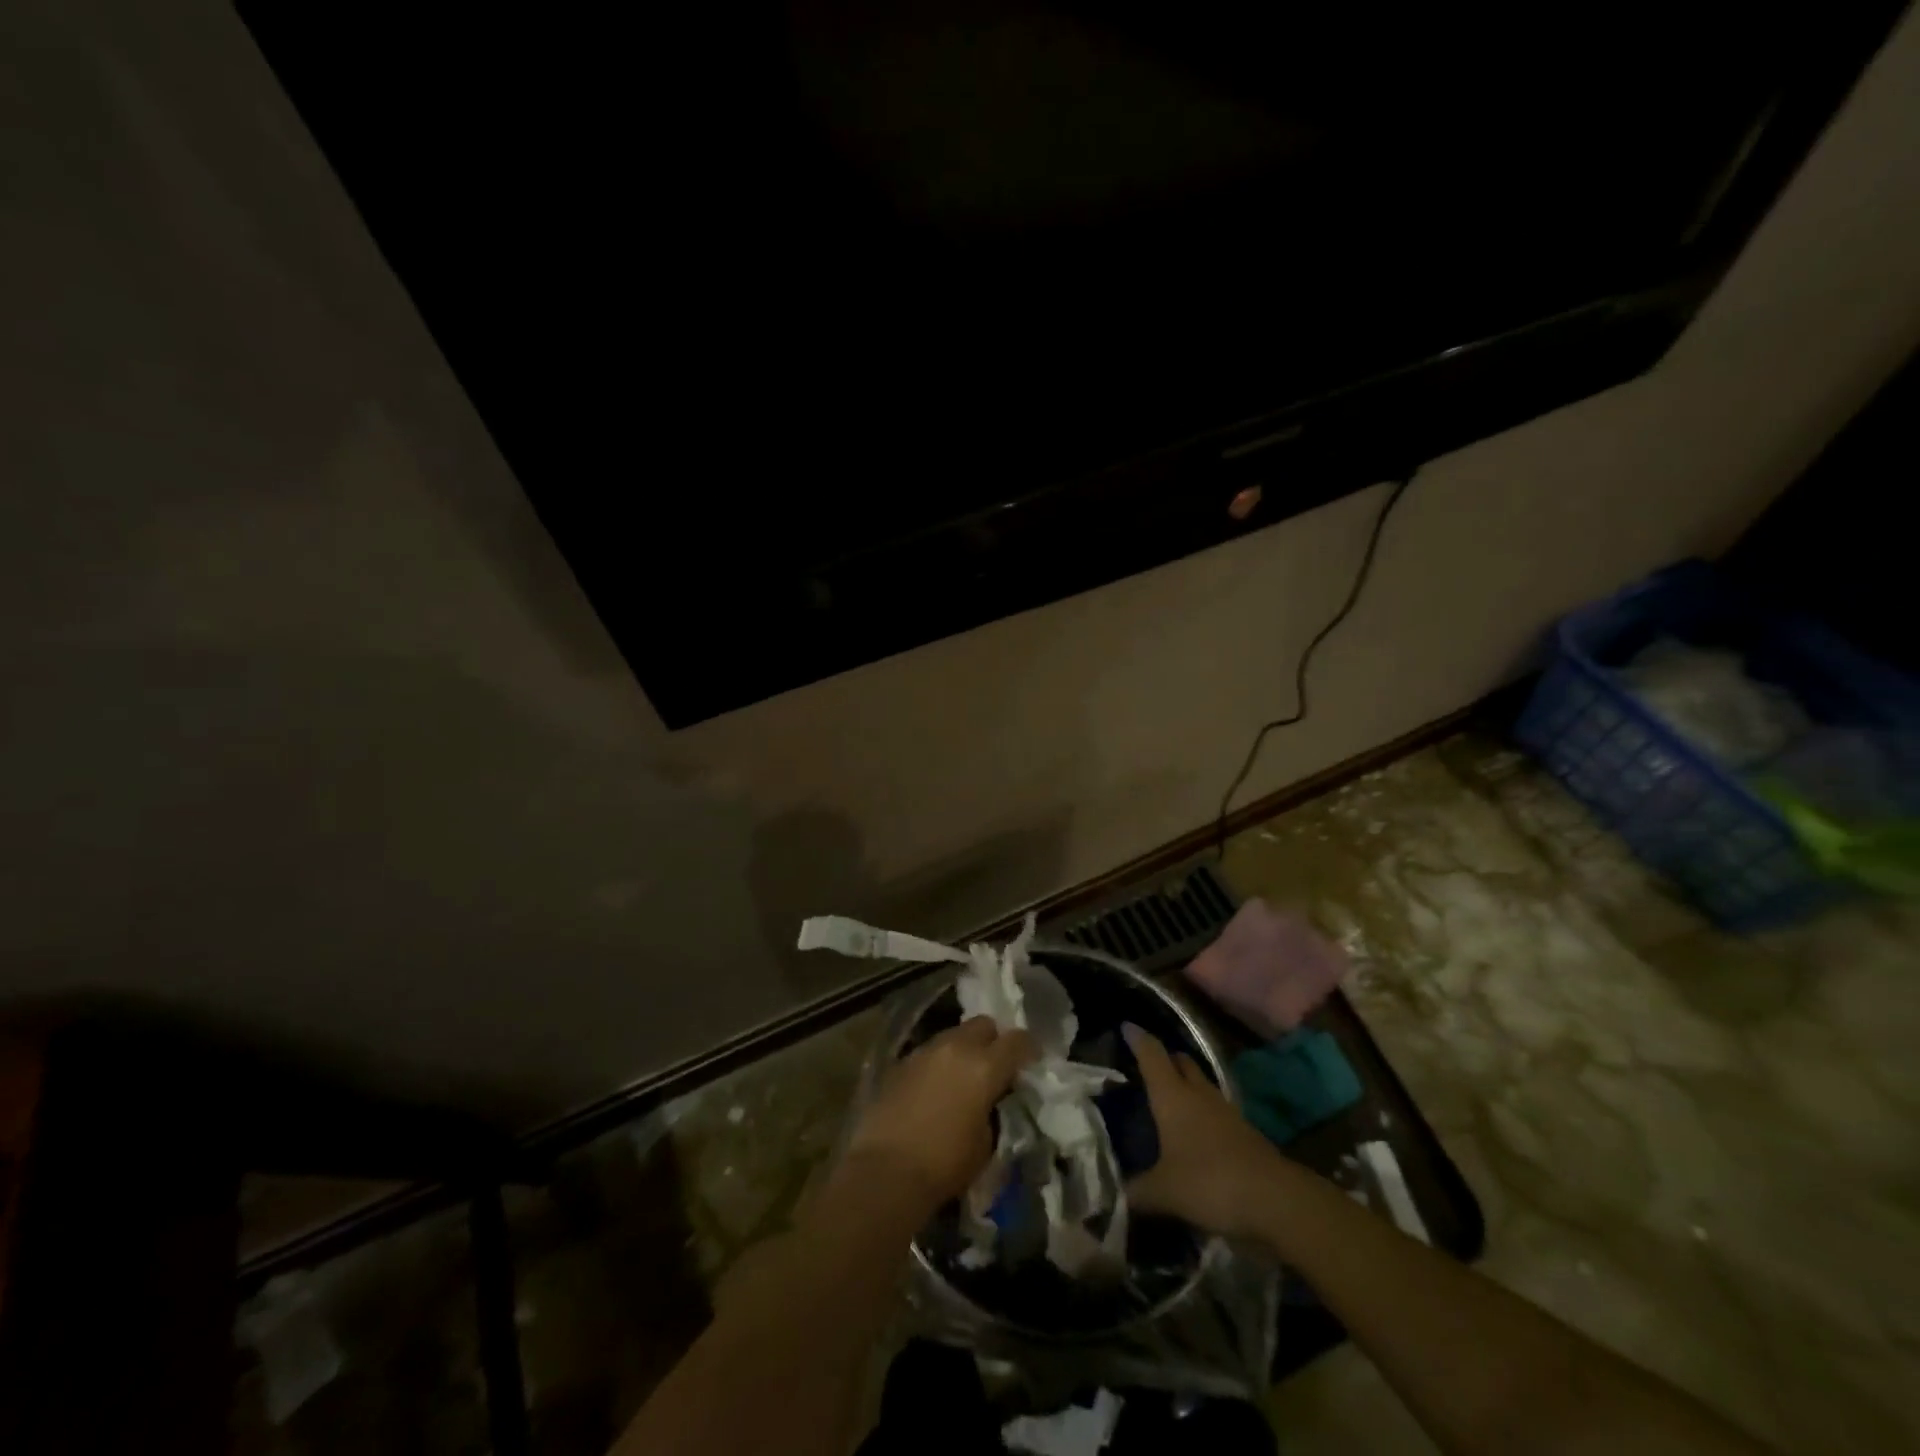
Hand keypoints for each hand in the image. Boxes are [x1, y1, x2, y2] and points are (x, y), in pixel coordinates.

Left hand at [847, 1017, 1035, 1206]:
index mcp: (985, 1067)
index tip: (1031, 1061)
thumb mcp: (986, 1143)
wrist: (886, 1171)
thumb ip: (993, 1110)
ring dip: (964, 1049)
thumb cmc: (945, 1164)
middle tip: (995, 1066)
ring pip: (954, 1034)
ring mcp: (925, 1051)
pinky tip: (935, 1088)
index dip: (1028, 1048)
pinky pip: (929, 1052)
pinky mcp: (901, 1062)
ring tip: (962, 1077)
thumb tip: (989, 1100)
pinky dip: (939, 1063)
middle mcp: (956, 1048)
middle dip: (994, 1040)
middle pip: (983, 1024)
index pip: (1017, 1040)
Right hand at [1124, 1024, 1280, 1237]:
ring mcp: (1225, 1111)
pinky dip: (1202, 1113)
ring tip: (1170, 1100)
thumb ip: (1137, 1191)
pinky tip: (1196, 1134)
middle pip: (1181, 1062)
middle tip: (1148, 1066)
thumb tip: (1117, 1195)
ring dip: (1186, 1086)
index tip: (1127, 1026)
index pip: (1152, 1054)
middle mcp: (1198, 1094)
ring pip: (1200, 1085)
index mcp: (1172, 1095)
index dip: (1138, 1039)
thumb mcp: (1164, 1192)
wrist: (1276, 1200)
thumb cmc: (1210, 1182)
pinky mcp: (1244, 1132)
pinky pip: (1216, 1111)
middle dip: (1166, 1059)